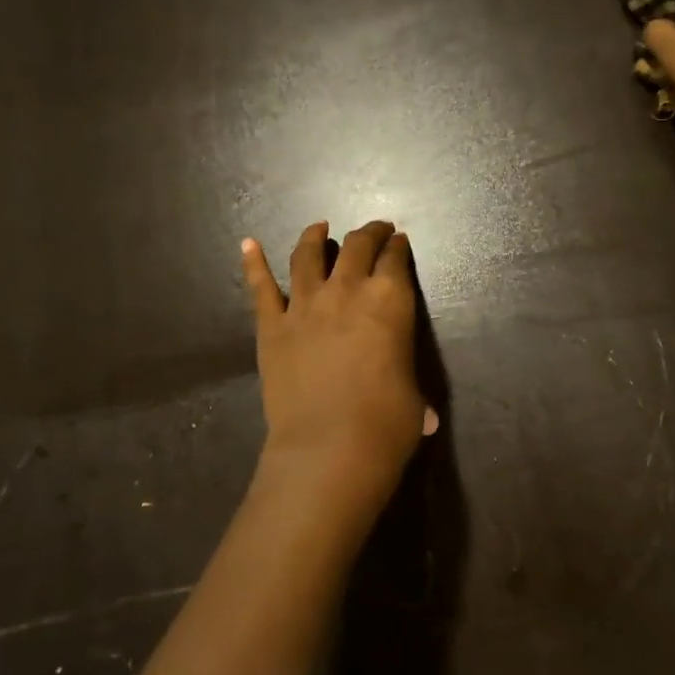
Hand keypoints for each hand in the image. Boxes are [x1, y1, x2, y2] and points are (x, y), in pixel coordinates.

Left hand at [240, 220, 436, 511]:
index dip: (398, 247)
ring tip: (319, 227)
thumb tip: (426, 419)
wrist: (329, 447)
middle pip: (357, 246)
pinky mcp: (271, 325)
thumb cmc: (386, 423)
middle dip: (369, 233)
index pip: (396, 259)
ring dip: (315, 236)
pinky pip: (261, 287)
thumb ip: (412, 393)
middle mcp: (348, 290)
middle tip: (375, 229)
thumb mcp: (414, 400)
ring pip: (307, 255)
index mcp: (390, 300)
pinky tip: (248, 244)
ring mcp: (304, 305)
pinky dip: (253, 262)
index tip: (399, 241)